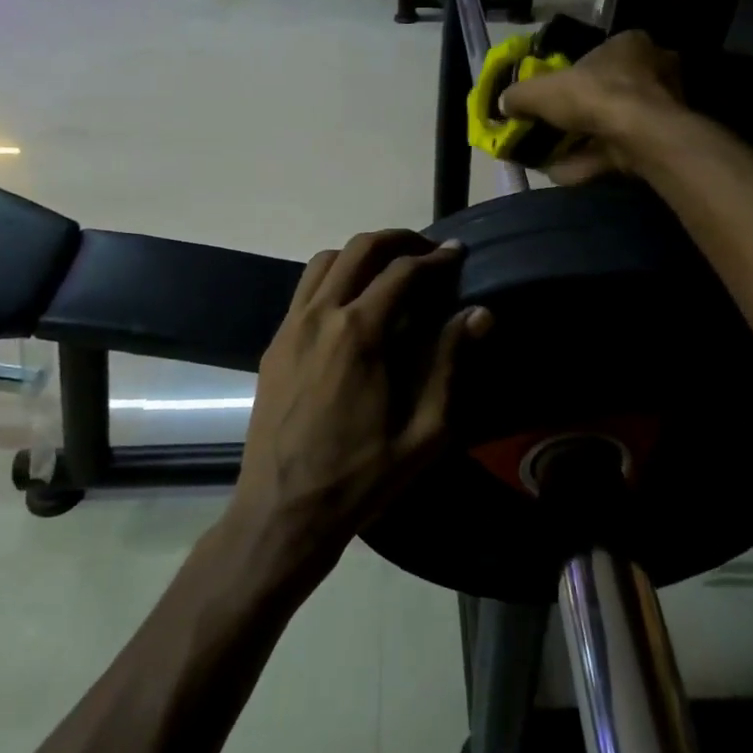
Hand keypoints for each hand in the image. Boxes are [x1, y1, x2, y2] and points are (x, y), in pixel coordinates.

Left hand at [224, 231, 491, 589]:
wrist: (282, 512)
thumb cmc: (360, 479)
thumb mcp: (423, 433)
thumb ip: (449, 365)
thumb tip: (478, 314)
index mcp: (359, 334)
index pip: (401, 271)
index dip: (435, 258)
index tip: (458, 253)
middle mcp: (320, 316)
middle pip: (358, 249)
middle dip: (397, 240)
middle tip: (426, 252)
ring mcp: (290, 328)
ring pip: (324, 262)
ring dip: (360, 254)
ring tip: (389, 271)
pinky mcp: (273, 345)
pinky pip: (304, 291)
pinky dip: (332, 278)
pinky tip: (351, 304)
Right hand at [500, 30, 686, 181]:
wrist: (639, 136)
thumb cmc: (595, 96)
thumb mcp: (542, 90)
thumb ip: (520, 95)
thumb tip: (504, 102)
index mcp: (629, 44)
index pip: (598, 55)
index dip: (572, 75)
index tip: (552, 95)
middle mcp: (652, 70)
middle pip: (606, 92)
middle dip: (578, 113)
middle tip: (551, 128)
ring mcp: (661, 108)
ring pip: (612, 125)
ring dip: (582, 142)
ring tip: (551, 157)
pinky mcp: (659, 140)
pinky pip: (618, 150)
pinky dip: (590, 161)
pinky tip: (564, 173)